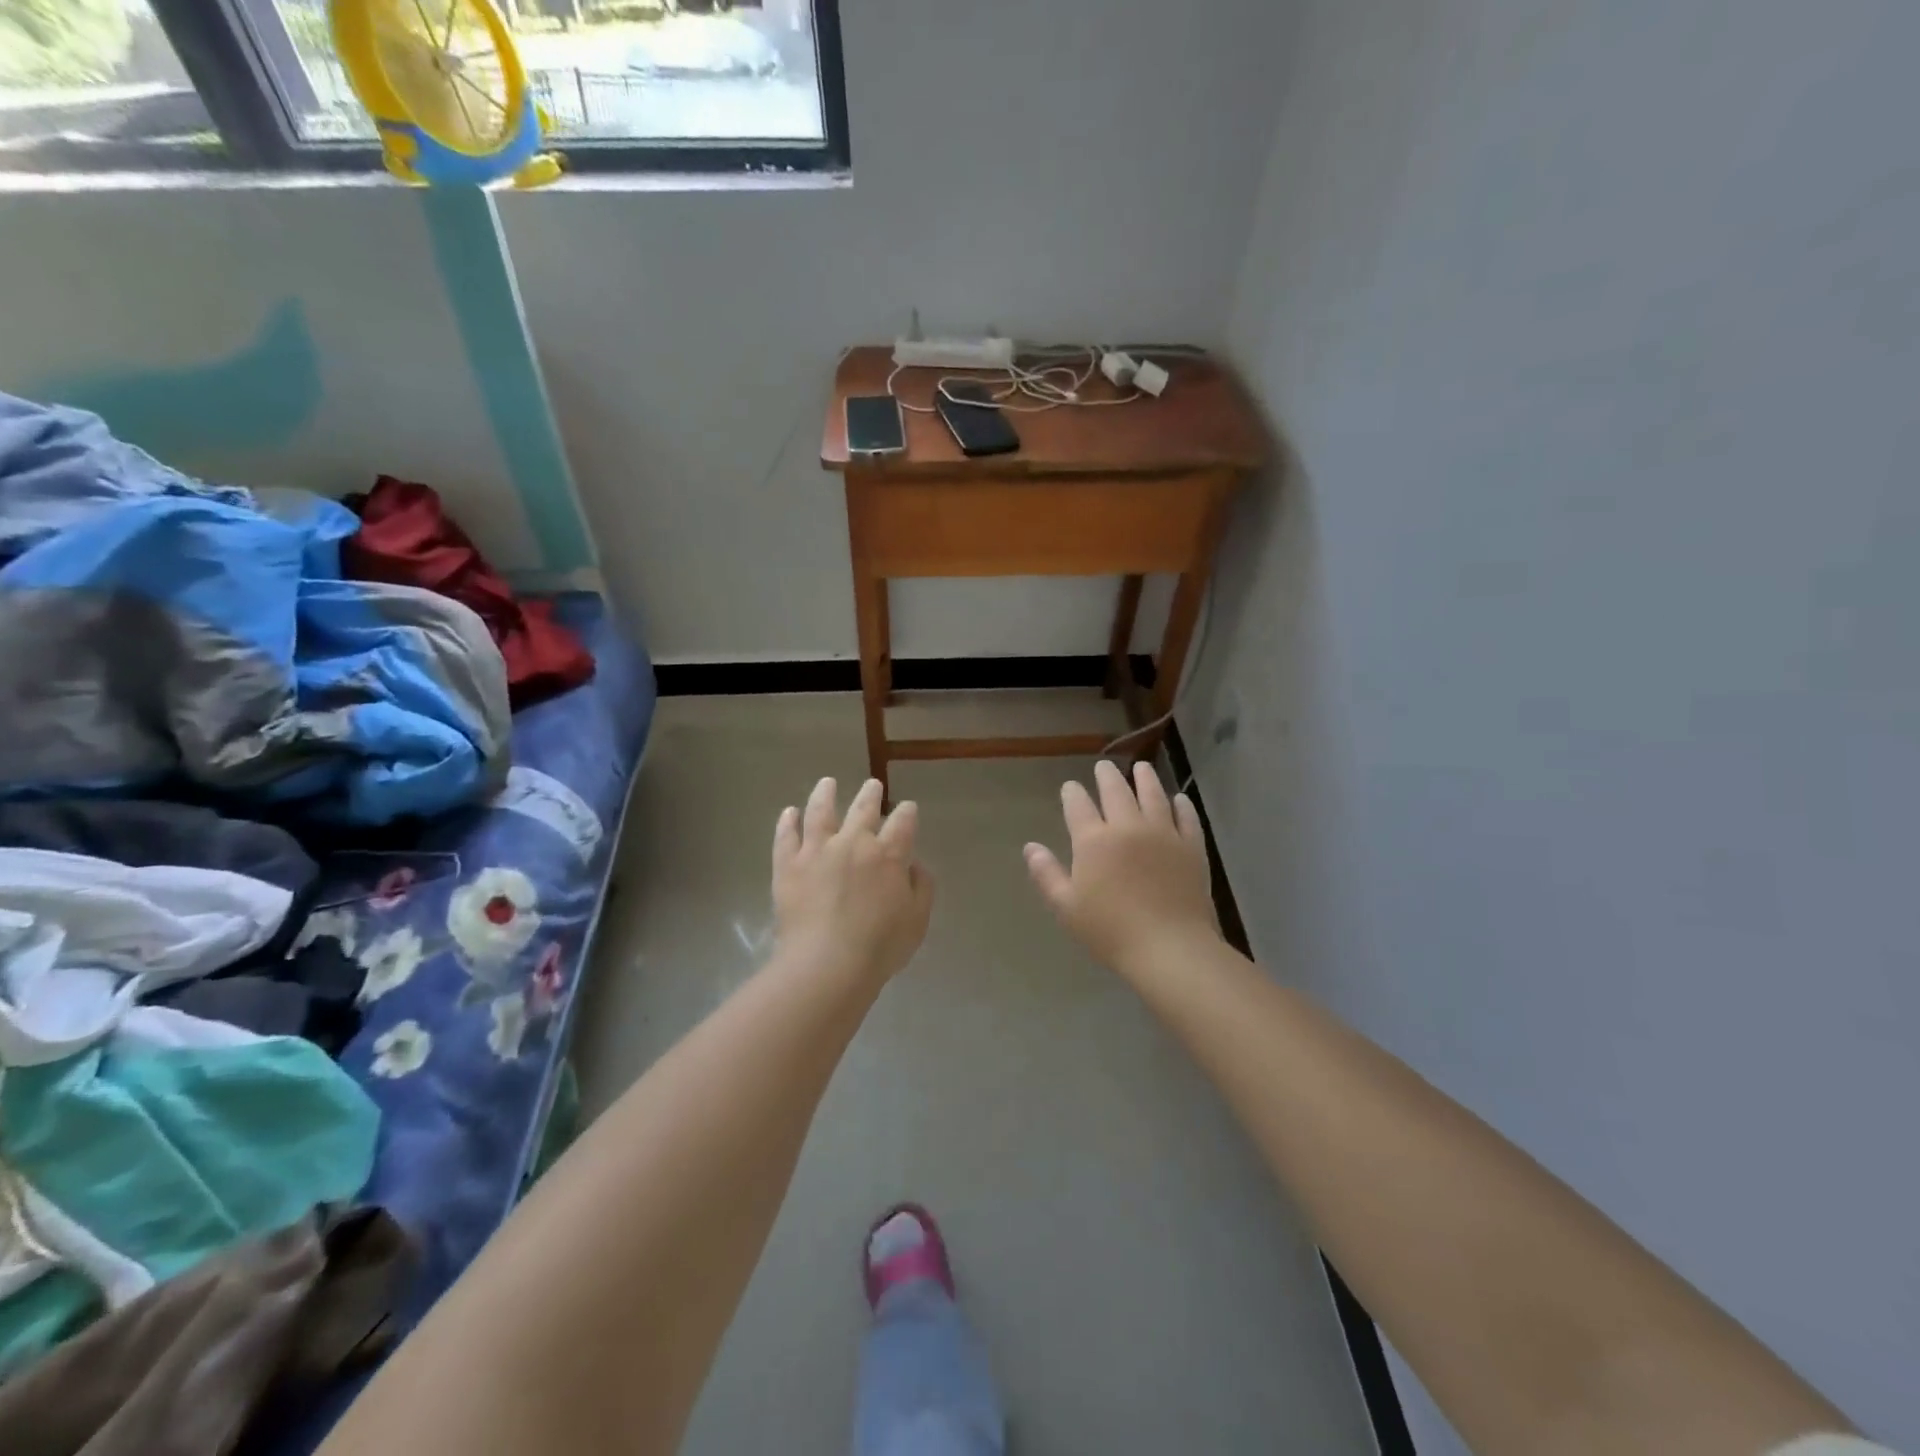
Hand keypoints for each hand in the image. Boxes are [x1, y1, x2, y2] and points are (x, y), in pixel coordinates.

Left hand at [773, 777, 933, 984]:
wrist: (827, 964)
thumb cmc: (879, 947)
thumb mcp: (917, 920)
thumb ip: (921, 887)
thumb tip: (914, 865)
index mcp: (889, 855)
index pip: (903, 822)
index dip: (907, 812)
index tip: (907, 808)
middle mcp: (853, 842)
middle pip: (863, 808)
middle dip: (870, 794)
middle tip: (872, 785)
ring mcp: (817, 850)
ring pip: (820, 811)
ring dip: (825, 794)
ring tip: (827, 783)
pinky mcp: (788, 865)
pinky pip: (786, 836)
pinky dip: (788, 822)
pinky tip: (789, 812)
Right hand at [1024, 760, 1219, 977]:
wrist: (1170, 947)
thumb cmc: (1110, 931)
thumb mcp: (1067, 907)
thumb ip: (1046, 874)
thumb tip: (1030, 847)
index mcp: (1094, 841)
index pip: (1078, 806)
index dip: (1072, 793)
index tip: (1070, 787)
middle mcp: (1128, 827)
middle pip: (1116, 791)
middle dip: (1107, 776)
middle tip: (1103, 767)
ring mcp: (1163, 833)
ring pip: (1153, 795)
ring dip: (1145, 779)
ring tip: (1141, 768)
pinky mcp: (1191, 847)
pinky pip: (1186, 817)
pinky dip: (1181, 805)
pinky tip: (1179, 799)